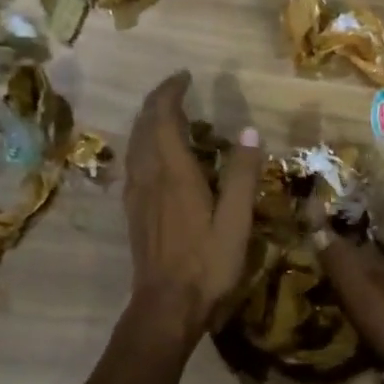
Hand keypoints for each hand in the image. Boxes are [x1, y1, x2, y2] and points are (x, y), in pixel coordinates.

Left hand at [122, 71, 262, 347]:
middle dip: (157, 103)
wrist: (166, 306)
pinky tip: (157, 158)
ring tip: (170, 117)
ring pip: (135, 145)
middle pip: (143, 127)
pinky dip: (144, 146)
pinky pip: (135, 164)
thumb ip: (242, 175)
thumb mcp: (236, 222)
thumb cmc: (207, 265)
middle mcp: (149, 177)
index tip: (184, 77)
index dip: (170, 92)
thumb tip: (249, 131)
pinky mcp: (134, 213)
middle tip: (178, 91)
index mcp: (174, 174)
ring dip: (148, 123)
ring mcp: (137, 196)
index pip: (162, 118)